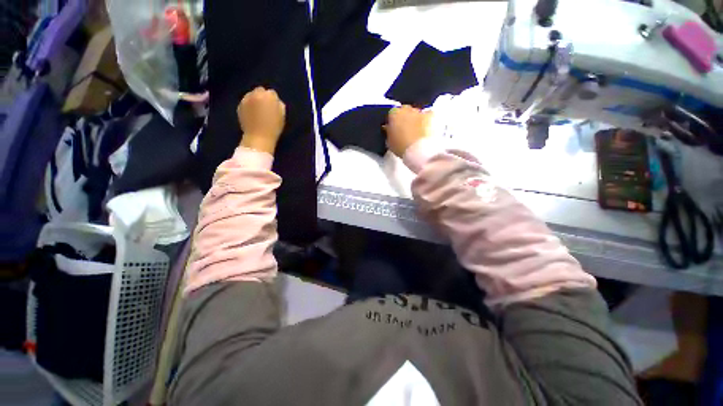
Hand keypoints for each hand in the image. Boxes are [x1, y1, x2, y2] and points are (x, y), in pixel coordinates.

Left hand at [237, 87, 285, 153]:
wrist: (258, 137)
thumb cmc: (273, 128)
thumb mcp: (282, 116)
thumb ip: (279, 105)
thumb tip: (276, 101)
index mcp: (269, 96)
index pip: (272, 93)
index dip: (274, 100)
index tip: (274, 108)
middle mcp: (256, 94)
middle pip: (260, 90)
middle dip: (263, 97)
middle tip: (266, 108)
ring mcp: (246, 99)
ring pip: (252, 95)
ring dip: (255, 100)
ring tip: (258, 111)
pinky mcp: (239, 105)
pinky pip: (246, 102)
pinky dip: (249, 106)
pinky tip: (252, 115)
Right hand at [385, 105, 431, 156]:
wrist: (418, 150)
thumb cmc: (401, 146)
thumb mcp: (389, 142)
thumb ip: (388, 132)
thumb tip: (389, 129)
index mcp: (393, 114)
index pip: (391, 114)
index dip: (392, 122)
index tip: (393, 129)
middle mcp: (406, 109)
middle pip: (404, 111)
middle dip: (404, 118)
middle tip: (404, 130)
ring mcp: (419, 112)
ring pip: (415, 113)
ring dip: (415, 119)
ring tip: (415, 131)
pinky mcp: (430, 116)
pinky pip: (427, 115)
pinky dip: (426, 120)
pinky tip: (425, 128)